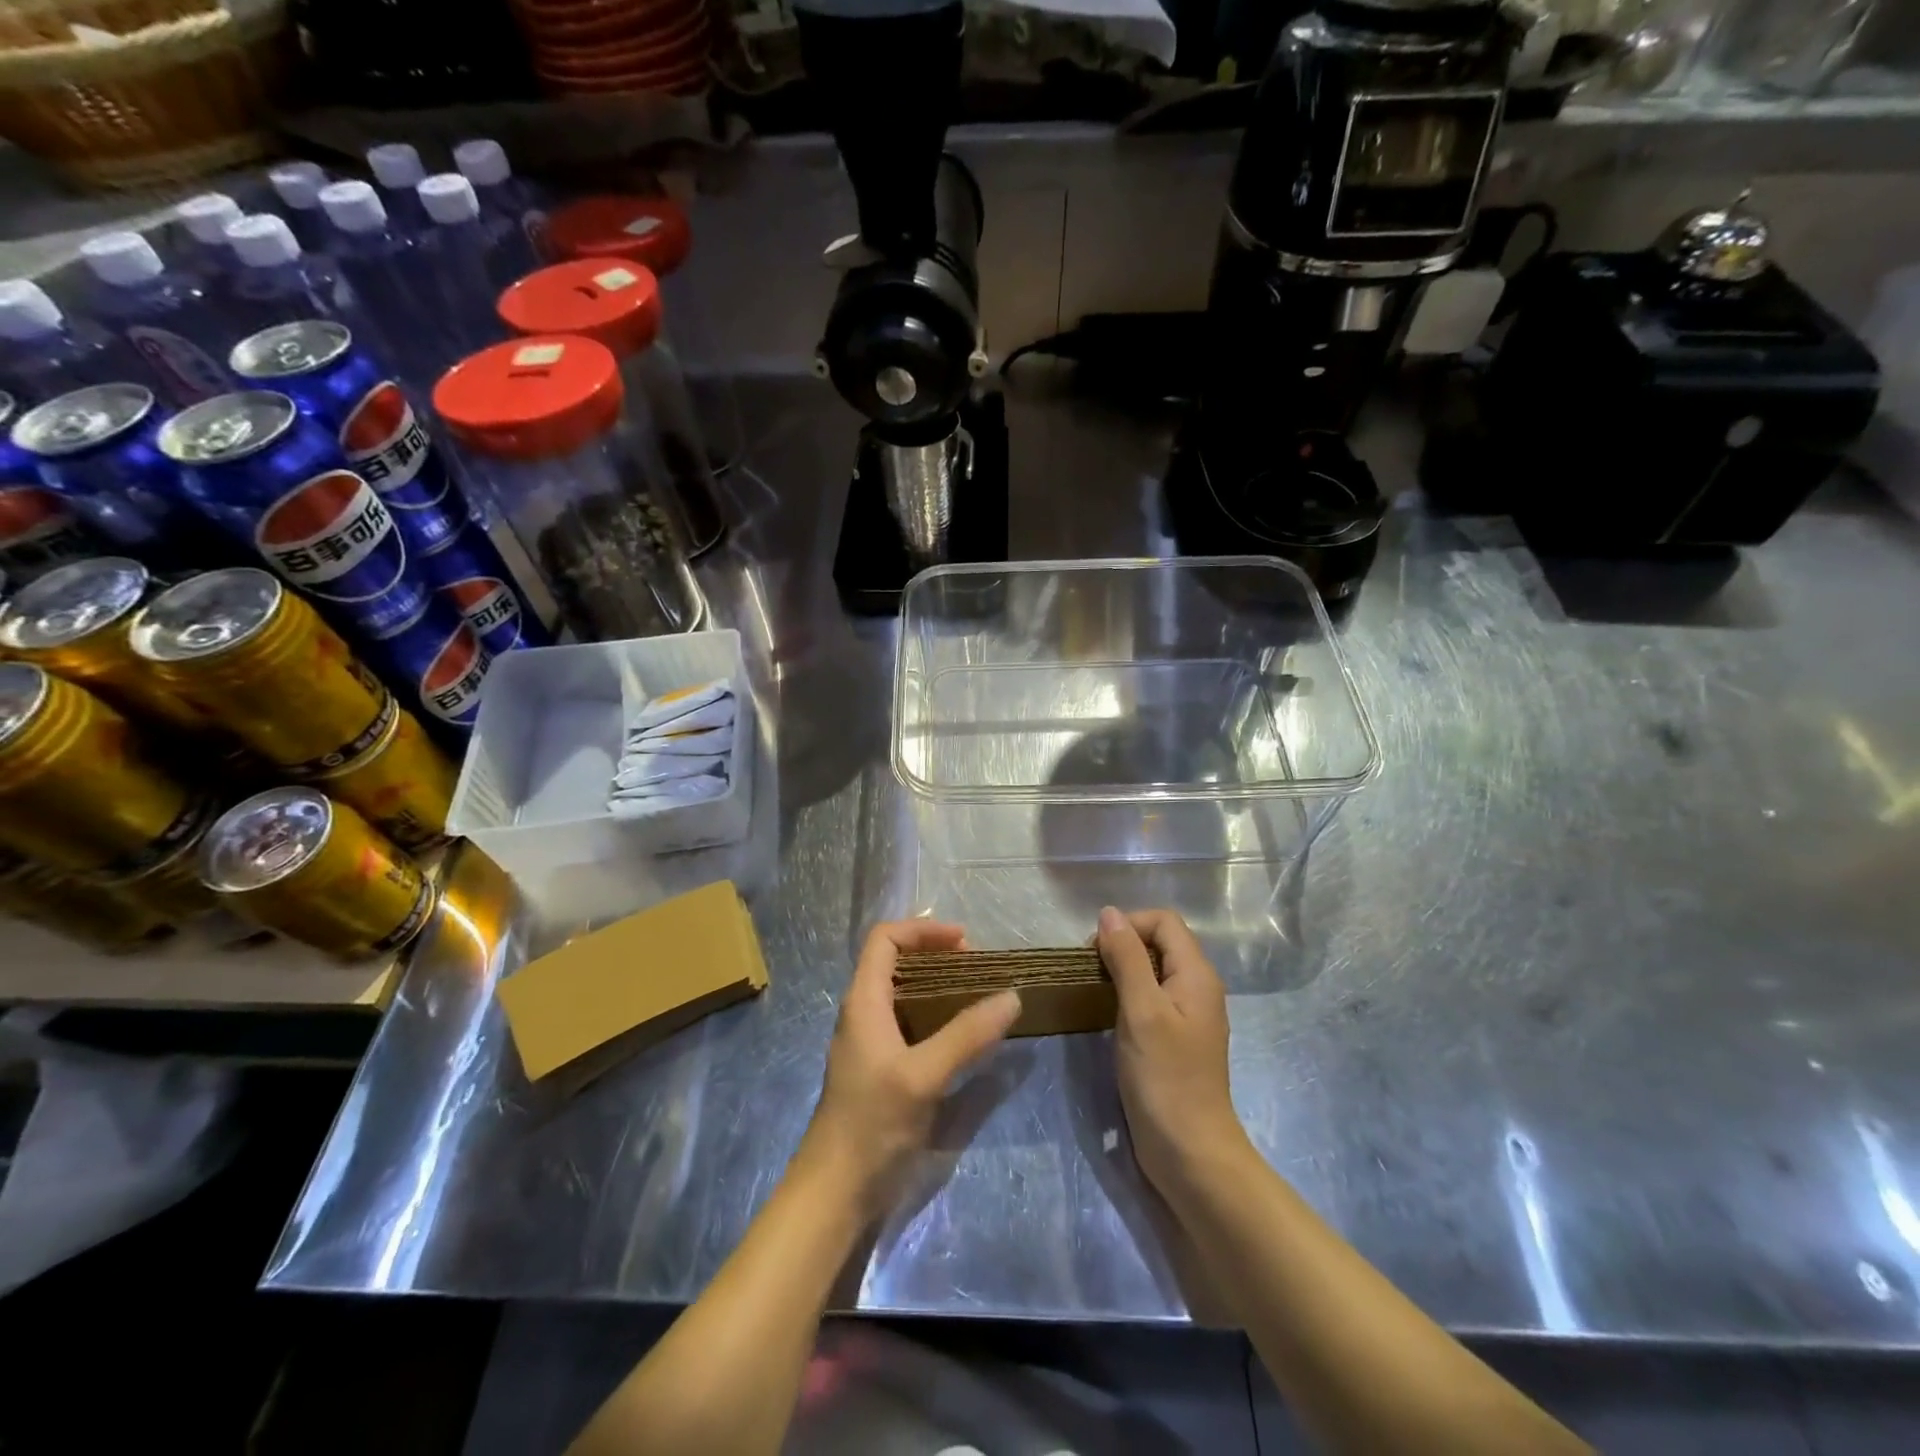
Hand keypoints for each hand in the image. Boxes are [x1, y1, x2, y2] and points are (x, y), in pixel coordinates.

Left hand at [800, 919, 1020, 1219]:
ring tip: (977, 995)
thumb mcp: (924, 1075)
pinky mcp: (882, 1069)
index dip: (923, 929)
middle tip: (978, 969)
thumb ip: (967, 1035)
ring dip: (939, 985)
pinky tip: (963, 1036)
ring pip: (904, 994)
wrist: (835, 1192)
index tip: (965, 941)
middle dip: (937, 955)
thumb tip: (1011, 996)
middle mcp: (864, 1013)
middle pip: (895, 961)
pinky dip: (937, 1016)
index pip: (885, 938)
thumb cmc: (872, 1124)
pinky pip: (910, 1024)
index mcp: (864, 1000)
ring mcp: (871, 1042)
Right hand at [1097, 906, 1246, 1194]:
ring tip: (1094, 990)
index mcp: (1197, 974)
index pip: (1164, 921)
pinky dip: (1128, 996)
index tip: (1096, 951)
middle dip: (1123, 945)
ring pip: (1153, 971)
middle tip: (1090, 971)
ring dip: (1122, 971)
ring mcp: (1187, 1016)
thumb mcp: (1141, 1010)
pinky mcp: (1175, 1039)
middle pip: (1160, 942)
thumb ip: (1127, 958)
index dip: (1129, 925)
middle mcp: (1197, 988)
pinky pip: (1151, 998)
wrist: (1189, 1153)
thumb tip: (1109, 913)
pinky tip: (1108, 1015)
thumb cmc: (1165, 1078)